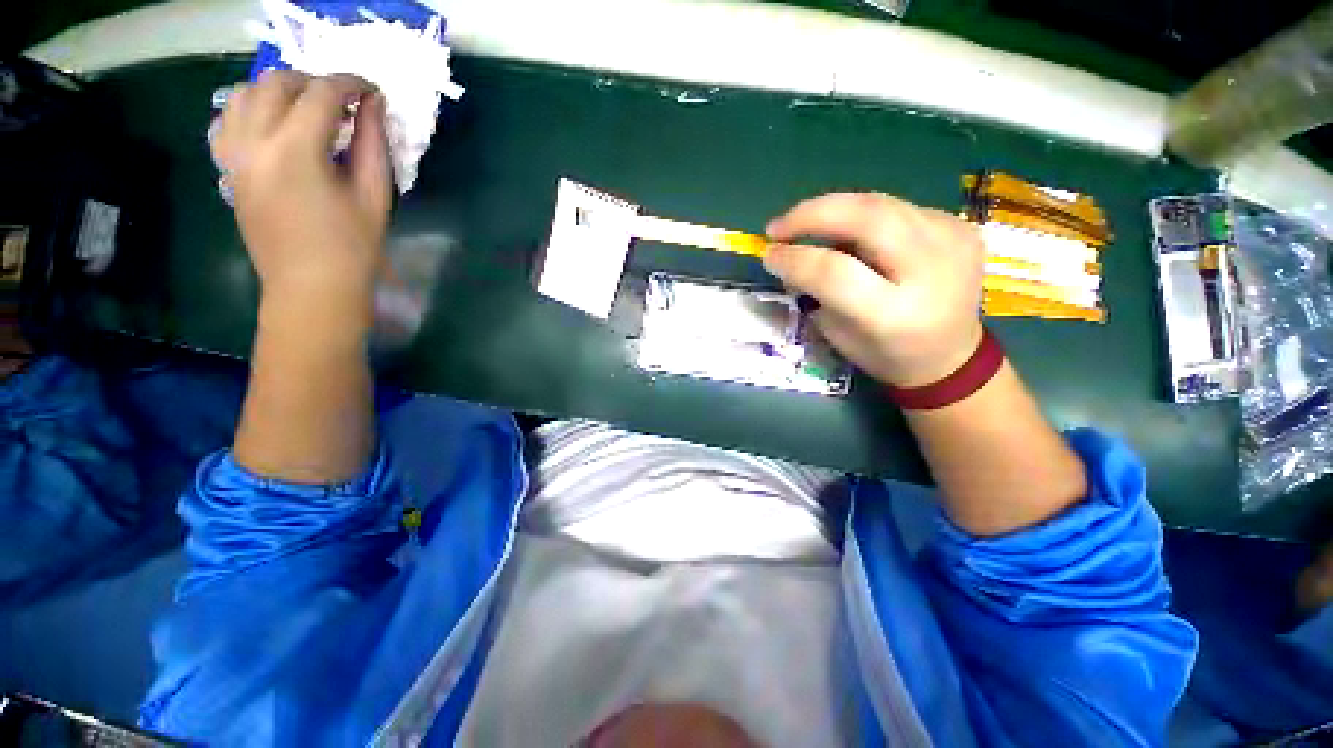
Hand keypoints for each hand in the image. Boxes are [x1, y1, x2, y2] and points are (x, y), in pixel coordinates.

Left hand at [212, 71, 390, 330]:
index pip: (322, 94)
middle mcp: (254, 142)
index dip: (351, 84)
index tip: (372, 91)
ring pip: (244, 94)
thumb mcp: (374, 196)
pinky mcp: (227, 170)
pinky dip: (250, 109)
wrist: (310, 289)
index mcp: (295, 151)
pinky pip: (227, 120)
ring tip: (307, 109)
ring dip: (278, 90)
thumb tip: (374, 106)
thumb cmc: (352, 249)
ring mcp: (233, 155)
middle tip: (344, 102)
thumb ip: (373, 145)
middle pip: (277, 84)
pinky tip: (274, 125)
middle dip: (315, 82)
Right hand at [765, 193, 984, 387]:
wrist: (953, 356)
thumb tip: (790, 255)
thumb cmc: (886, 355)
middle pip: (867, 218)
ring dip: (833, 209)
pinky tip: (850, 232)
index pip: (835, 272)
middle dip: (812, 214)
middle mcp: (931, 272)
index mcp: (894, 315)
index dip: (795, 258)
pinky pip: (898, 208)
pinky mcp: (961, 227)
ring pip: (882, 203)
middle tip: (778, 227)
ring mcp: (953, 242)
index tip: (768, 255)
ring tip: (804, 223)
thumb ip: (817, 293)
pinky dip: (863, 216)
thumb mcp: (841, 336)